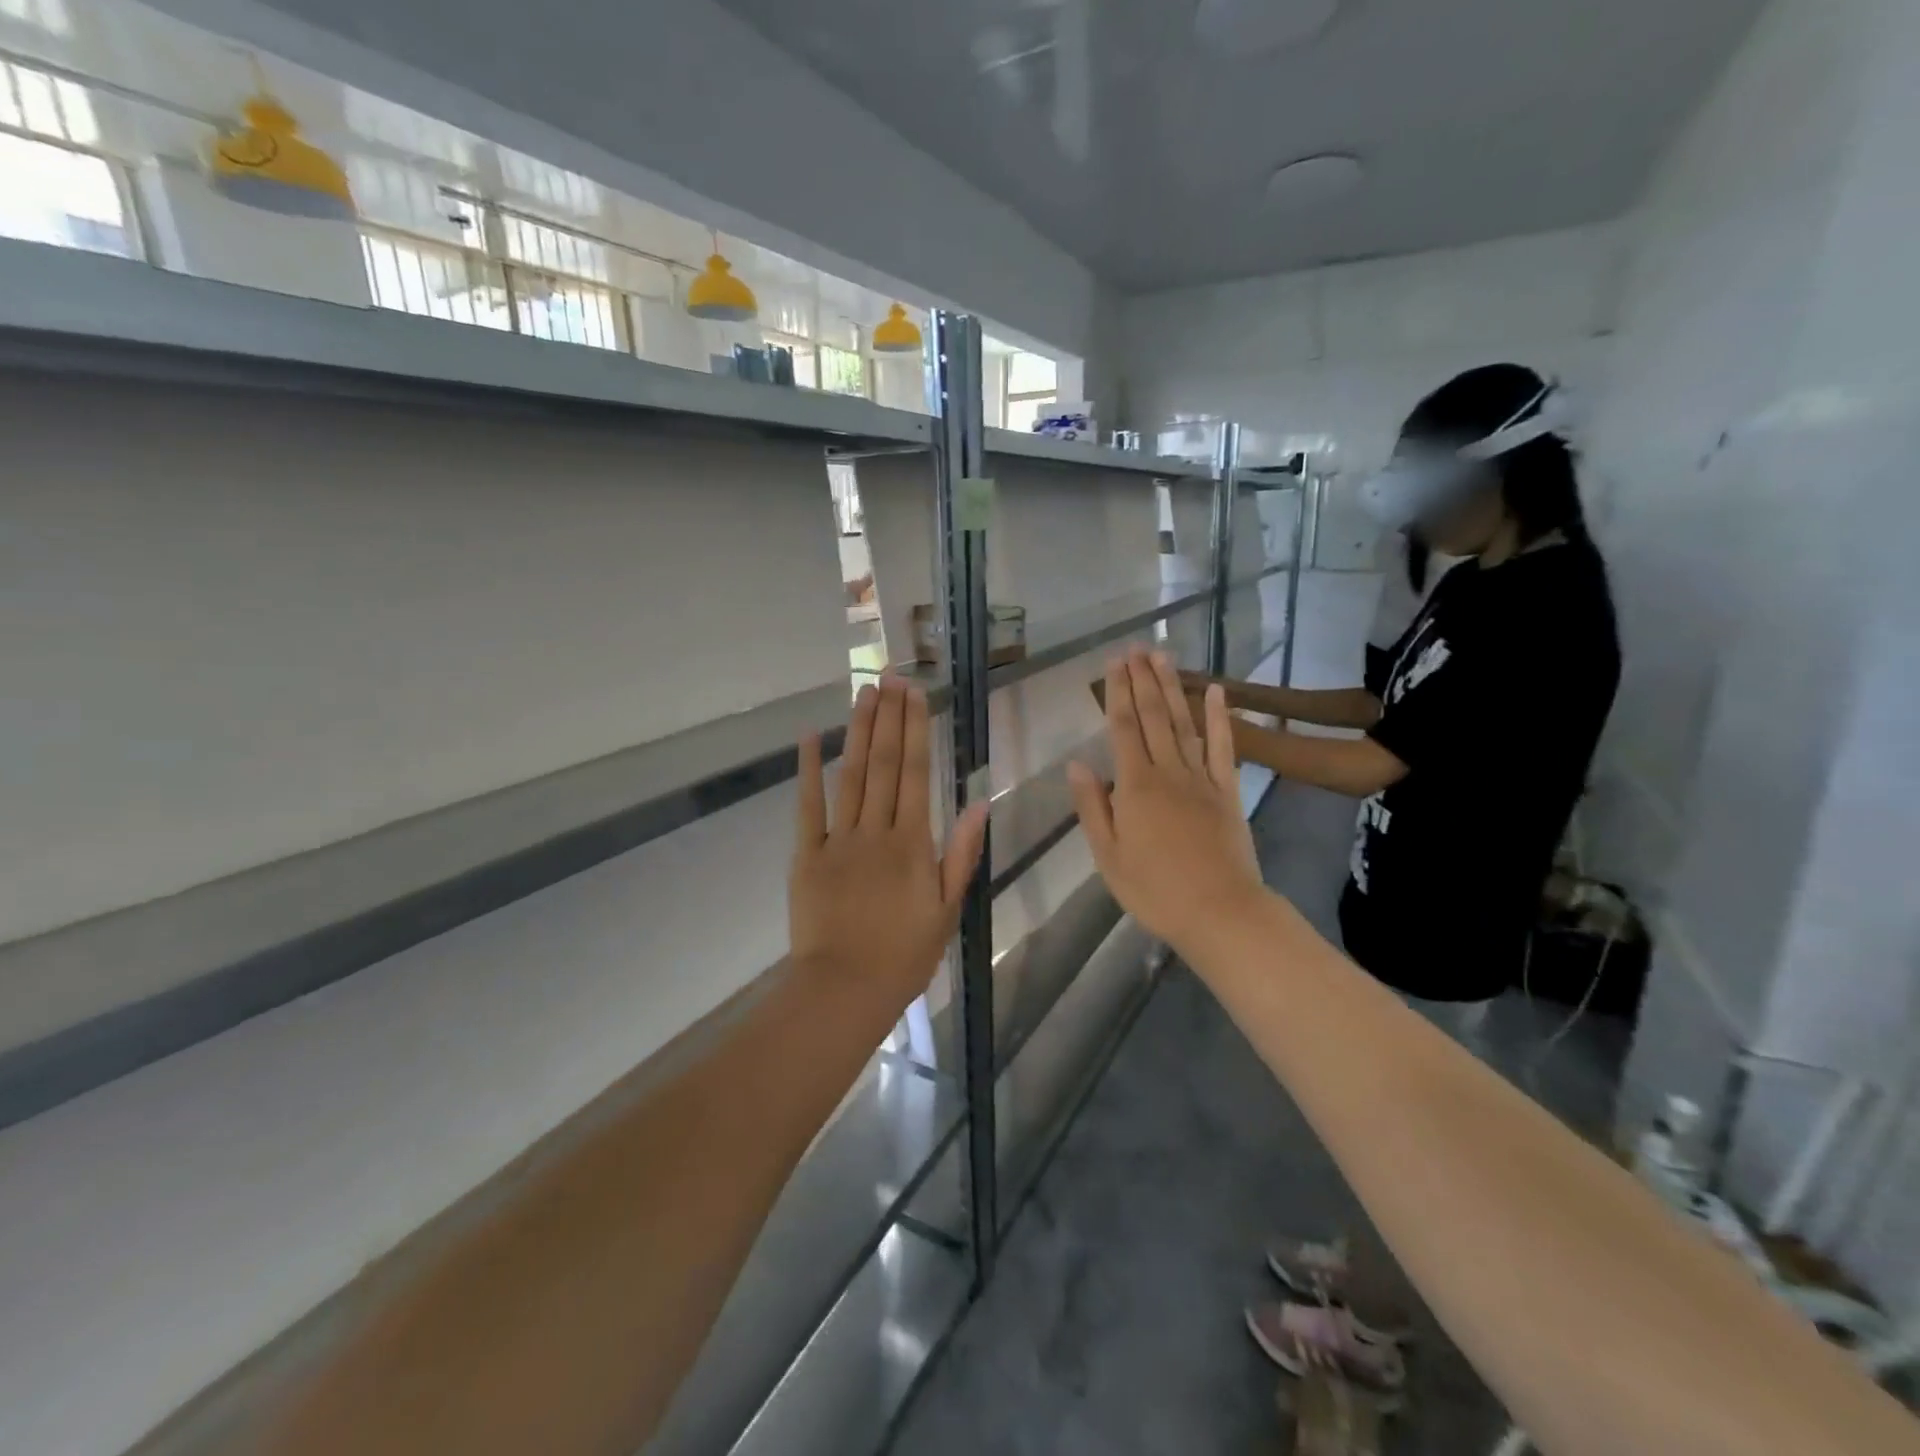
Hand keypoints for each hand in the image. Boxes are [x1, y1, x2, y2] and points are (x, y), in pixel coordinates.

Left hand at [790, 677, 987, 1007]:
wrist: (844, 989)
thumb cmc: (904, 955)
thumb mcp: (947, 909)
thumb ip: (962, 853)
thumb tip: (978, 803)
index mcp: (912, 843)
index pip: (915, 774)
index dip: (916, 730)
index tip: (916, 695)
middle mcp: (876, 831)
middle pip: (883, 764)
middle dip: (889, 717)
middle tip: (890, 677)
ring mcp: (838, 840)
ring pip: (851, 775)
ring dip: (858, 731)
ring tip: (864, 694)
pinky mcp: (807, 854)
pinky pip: (808, 807)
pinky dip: (807, 771)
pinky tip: (809, 737)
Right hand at [1070, 647, 1266, 956]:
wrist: (1220, 912)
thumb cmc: (1155, 890)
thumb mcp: (1108, 855)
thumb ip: (1092, 806)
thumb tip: (1077, 763)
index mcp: (1135, 786)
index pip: (1122, 728)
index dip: (1116, 693)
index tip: (1113, 663)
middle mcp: (1168, 772)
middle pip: (1153, 717)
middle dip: (1142, 680)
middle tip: (1136, 648)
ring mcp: (1202, 779)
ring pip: (1184, 723)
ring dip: (1173, 688)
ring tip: (1163, 657)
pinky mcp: (1228, 791)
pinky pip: (1223, 748)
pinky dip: (1220, 718)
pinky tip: (1218, 692)